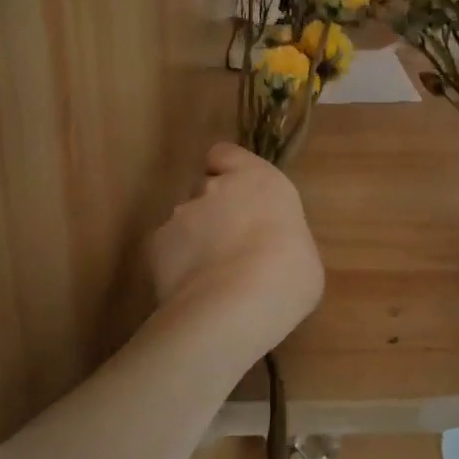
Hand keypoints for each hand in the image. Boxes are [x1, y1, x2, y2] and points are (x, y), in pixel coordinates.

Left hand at [148, 143, 324, 352]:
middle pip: (206, 189)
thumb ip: (278, 234)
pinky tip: (193, 290)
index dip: (227, 171)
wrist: (237, 304)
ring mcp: (181, 214)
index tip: (237, 195)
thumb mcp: (302, 249)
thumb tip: (270, 247)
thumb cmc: (289, 273)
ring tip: (210, 277)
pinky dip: (177, 265)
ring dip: (195, 240)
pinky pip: (167, 250)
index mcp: (258, 180)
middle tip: (230, 245)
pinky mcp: (156, 245)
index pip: (226, 154)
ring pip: (185, 221)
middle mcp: (216, 187)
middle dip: (214, 210)